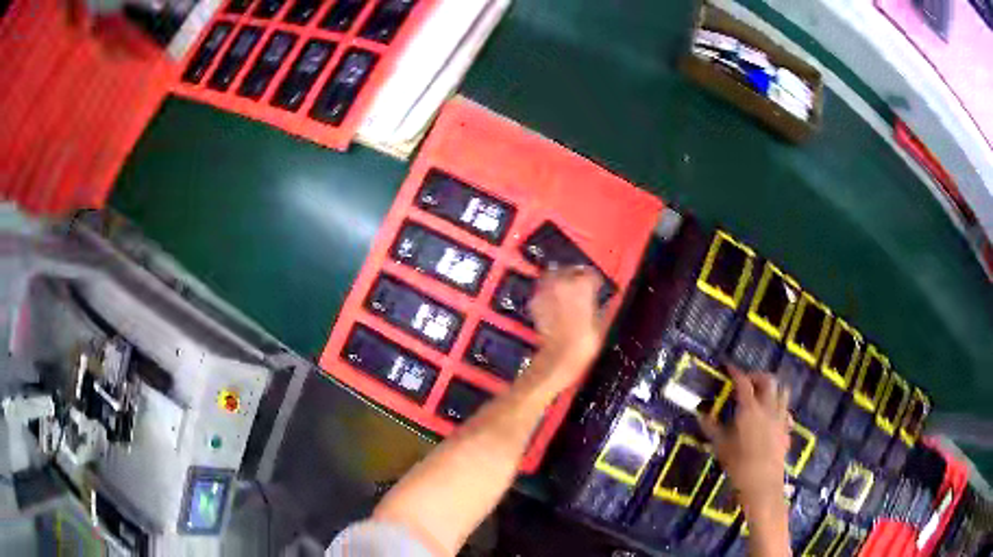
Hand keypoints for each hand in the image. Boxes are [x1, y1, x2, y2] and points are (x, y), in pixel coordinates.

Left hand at [526, 267, 604, 391]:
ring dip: (559, 281)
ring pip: (553, 276)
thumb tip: (597, 297)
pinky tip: (554, 304)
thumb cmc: (587, 340)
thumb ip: (599, 302)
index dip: (595, 281)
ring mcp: (546, 290)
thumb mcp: (601, 320)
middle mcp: (563, 281)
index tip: (597, 288)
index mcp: (583, 284)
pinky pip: (543, 291)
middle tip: (580, 288)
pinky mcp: (535, 301)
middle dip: (575, 276)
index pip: (591, 273)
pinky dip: (549, 294)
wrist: (561, 356)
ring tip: (565, 292)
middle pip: (570, 270)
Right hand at [698, 369, 790, 517]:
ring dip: (772, 388)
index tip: (728, 366)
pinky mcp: (786, 430)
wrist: (762, 483)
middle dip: (757, 376)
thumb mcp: (721, 446)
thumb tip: (701, 414)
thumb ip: (712, 428)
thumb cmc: (739, 464)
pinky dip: (780, 408)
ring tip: (762, 394)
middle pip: (768, 380)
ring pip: (783, 391)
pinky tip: (773, 417)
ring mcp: (780, 418)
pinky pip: (786, 411)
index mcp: (750, 409)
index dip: (736, 372)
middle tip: (747, 381)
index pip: (743, 382)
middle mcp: (768, 408)